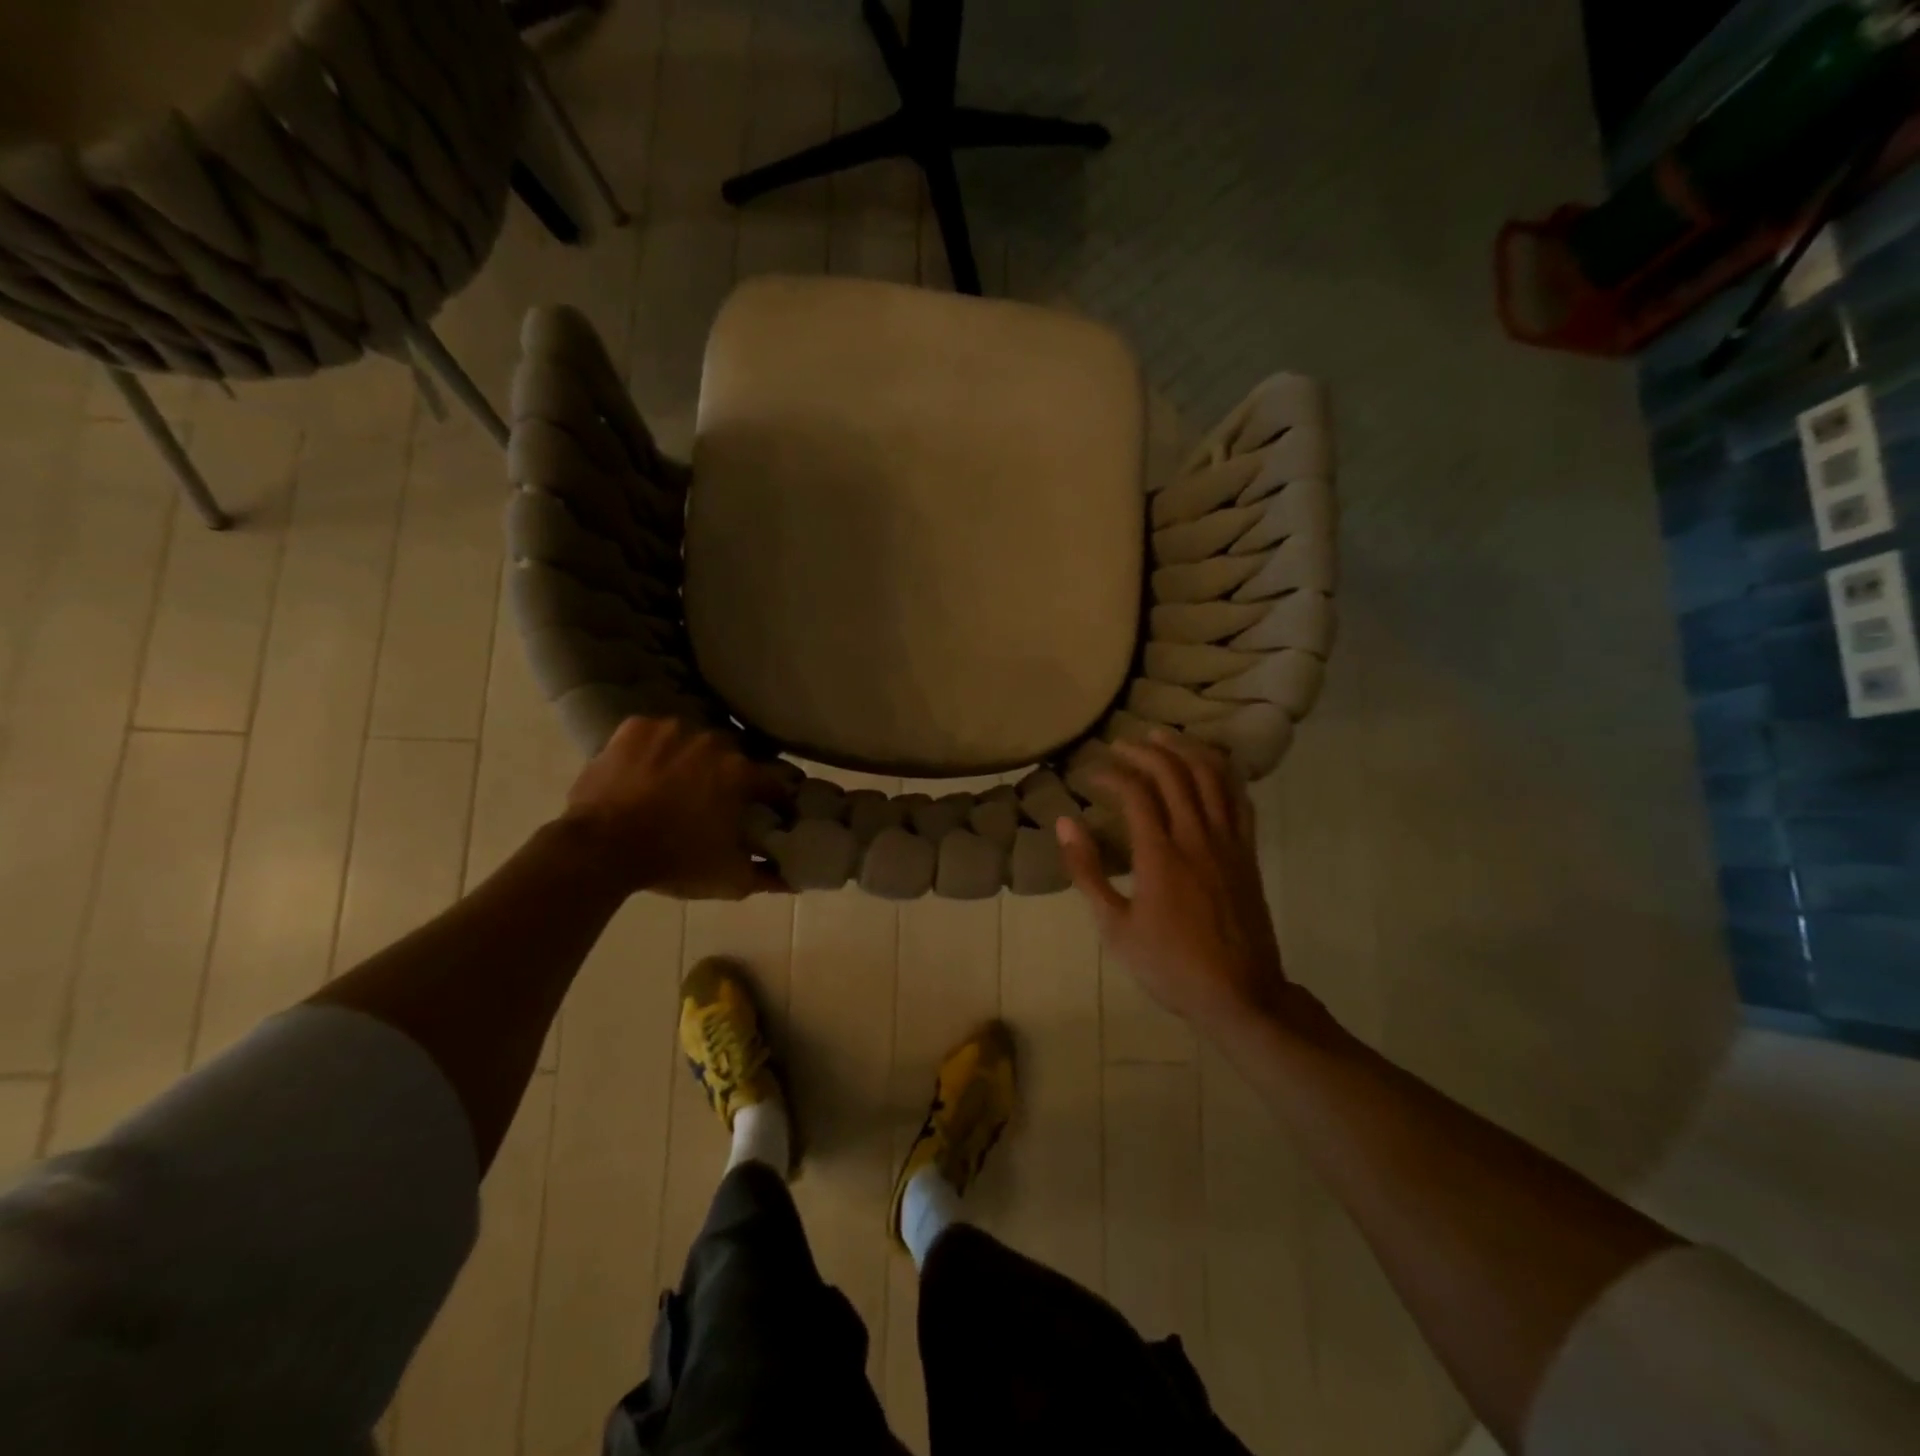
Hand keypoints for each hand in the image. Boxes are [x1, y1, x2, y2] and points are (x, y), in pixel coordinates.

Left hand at [561, 717, 791, 898]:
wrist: (600, 849)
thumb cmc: (674, 862)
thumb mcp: (729, 878)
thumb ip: (767, 876)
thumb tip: (793, 879)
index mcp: (740, 772)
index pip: (775, 781)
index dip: (777, 799)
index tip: (775, 813)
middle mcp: (713, 741)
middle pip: (733, 755)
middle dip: (730, 774)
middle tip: (717, 799)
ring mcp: (671, 729)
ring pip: (693, 740)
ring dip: (692, 758)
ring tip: (677, 784)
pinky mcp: (635, 727)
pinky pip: (654, 734)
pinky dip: (654, 749)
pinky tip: (646, 771)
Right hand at [1057, 731, 1296, 1039]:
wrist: (1240, 994)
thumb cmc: (1169, 964)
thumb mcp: (1114, 926)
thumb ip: (1087, 872)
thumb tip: (1064, 823)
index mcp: (1160, 855)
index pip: (1136, 793)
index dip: (1111, 774)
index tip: (1089, 772)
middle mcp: (1197, 837)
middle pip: (1174, 773)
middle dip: (1144, 751)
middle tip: (1120, 745)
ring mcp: (1228, 842)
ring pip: (1211, 776)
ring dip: (1185, 750)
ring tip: (1162, 738)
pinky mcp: (1248, 852)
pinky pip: (1239, 798)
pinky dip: (1222, 773)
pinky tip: (1207, 766)